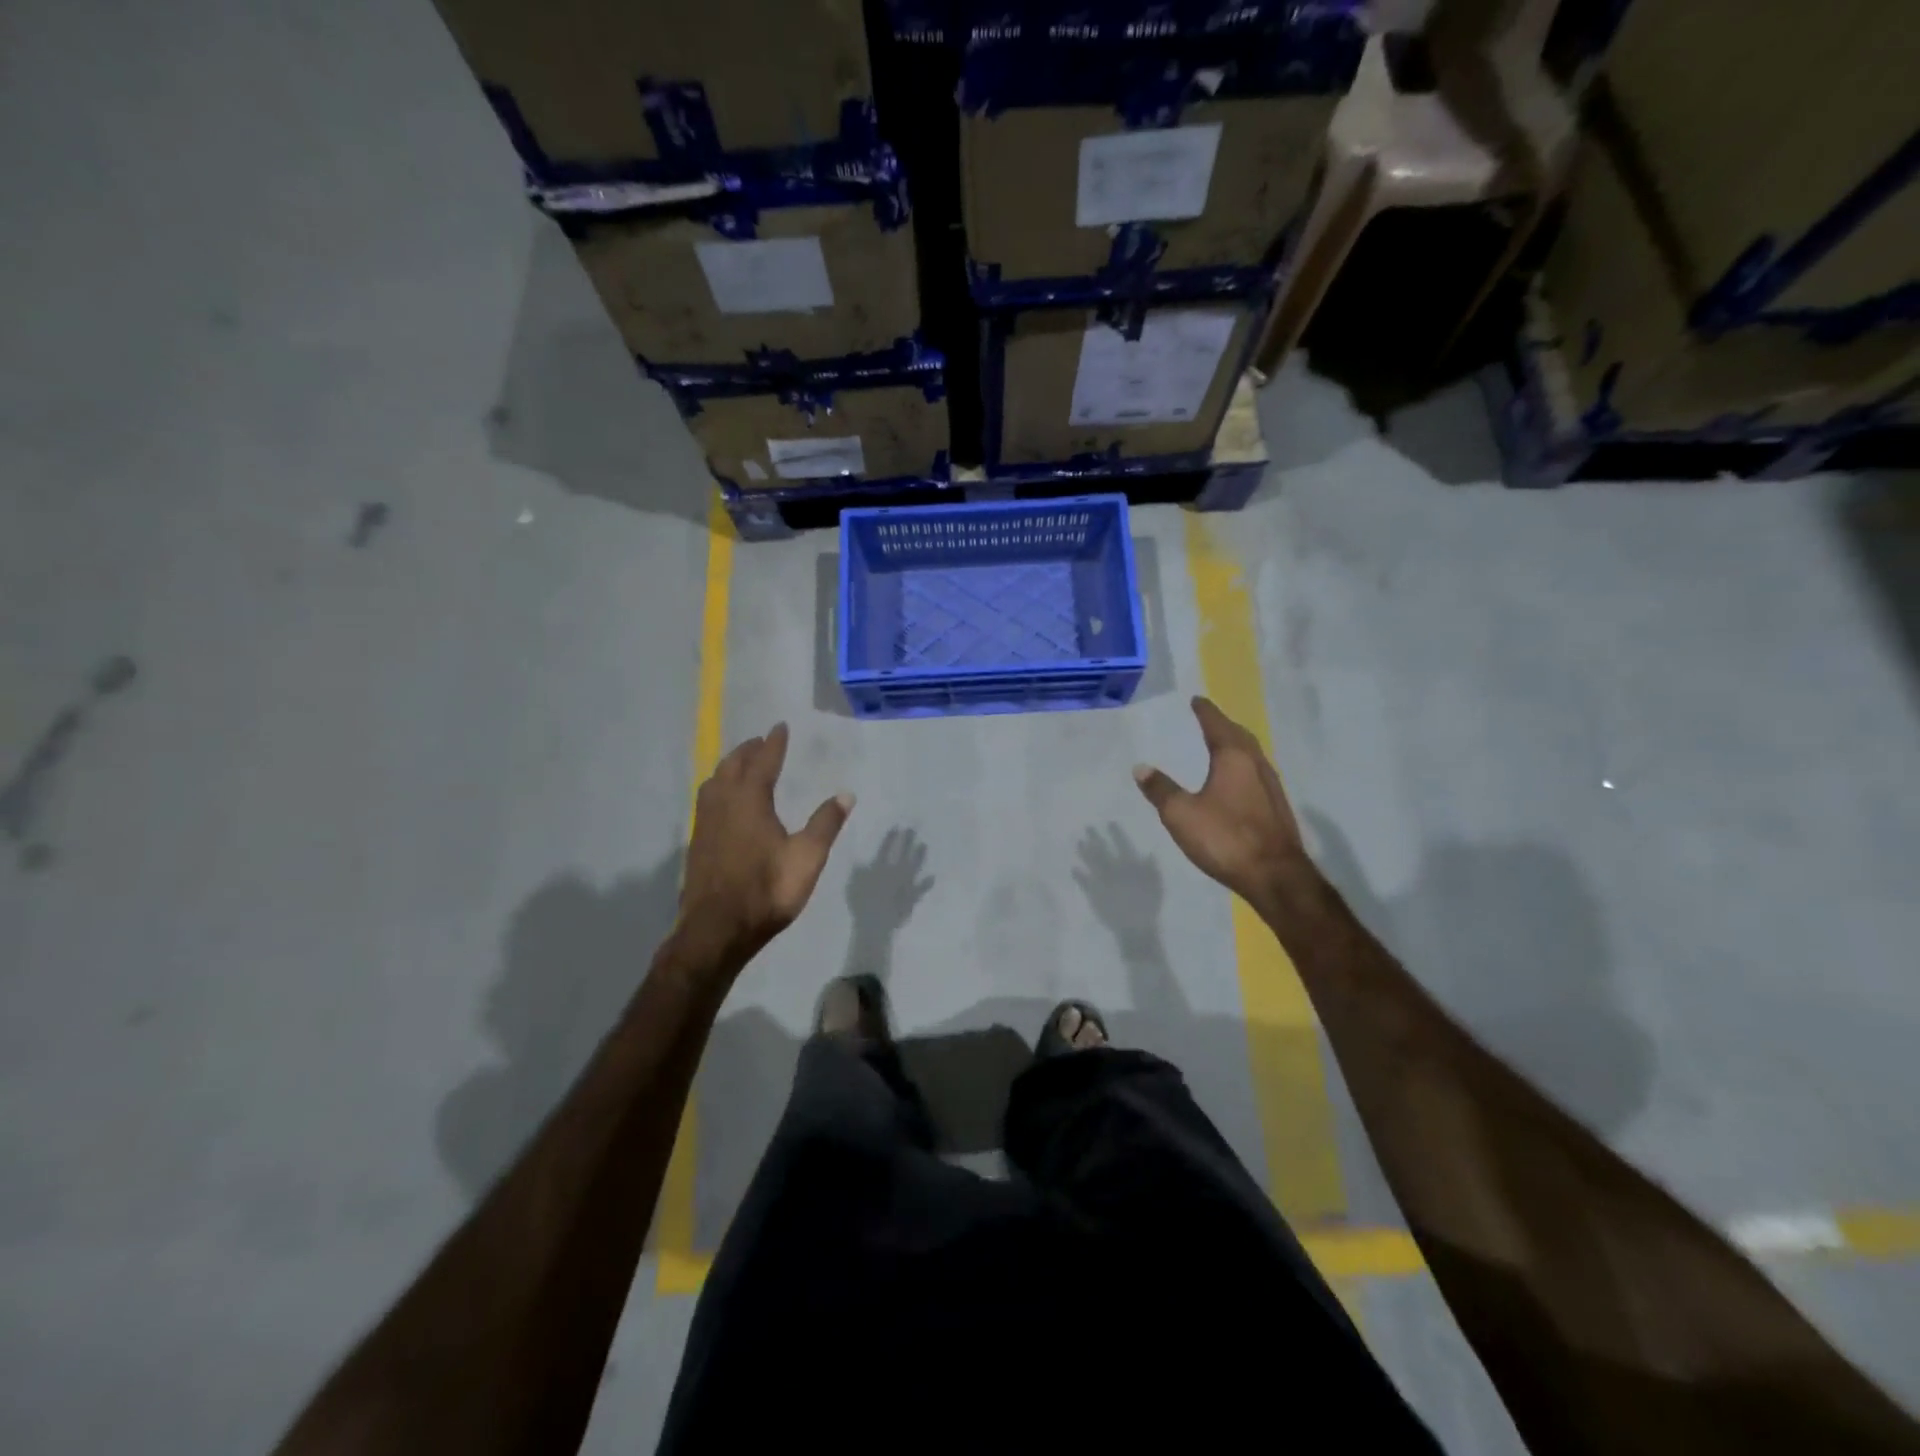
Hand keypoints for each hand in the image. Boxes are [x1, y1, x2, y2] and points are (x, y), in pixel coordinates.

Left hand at [680, 723, 852, 959]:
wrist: (717, 930)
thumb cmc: (767, 891)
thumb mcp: (807, 858)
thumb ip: (825, 824)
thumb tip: (846, 794)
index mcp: (750, 801)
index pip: (763, 762)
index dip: (773, 744)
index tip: (779, 727)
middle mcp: (723, 804)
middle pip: (733, 766)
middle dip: (748, 751)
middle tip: (761, 742)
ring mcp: (705, 823)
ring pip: (714, 782)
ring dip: (729, 767)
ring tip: (741, 765)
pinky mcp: (697, 843)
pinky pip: (707, 800)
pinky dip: (718, 788)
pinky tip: (724, 803)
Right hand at [1133, 697, 1311, 905]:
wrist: (1275, 876)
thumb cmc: (1225, 838)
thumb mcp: (1181, 814)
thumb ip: (1161, 790)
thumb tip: (1141, 767)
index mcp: (1234, 759)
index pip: (1217, 725)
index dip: (1205, 712)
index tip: (1197, 700)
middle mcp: (1257, 766)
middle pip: (1240, 737)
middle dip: (1223, 725)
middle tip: (1208, 719)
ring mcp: (1271, 788)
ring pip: (1252, 756)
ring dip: (1236, 745)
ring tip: (1220, 745)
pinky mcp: (1277, 809)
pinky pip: (1256, 775)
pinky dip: (1243, 767)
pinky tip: (1236, 781)